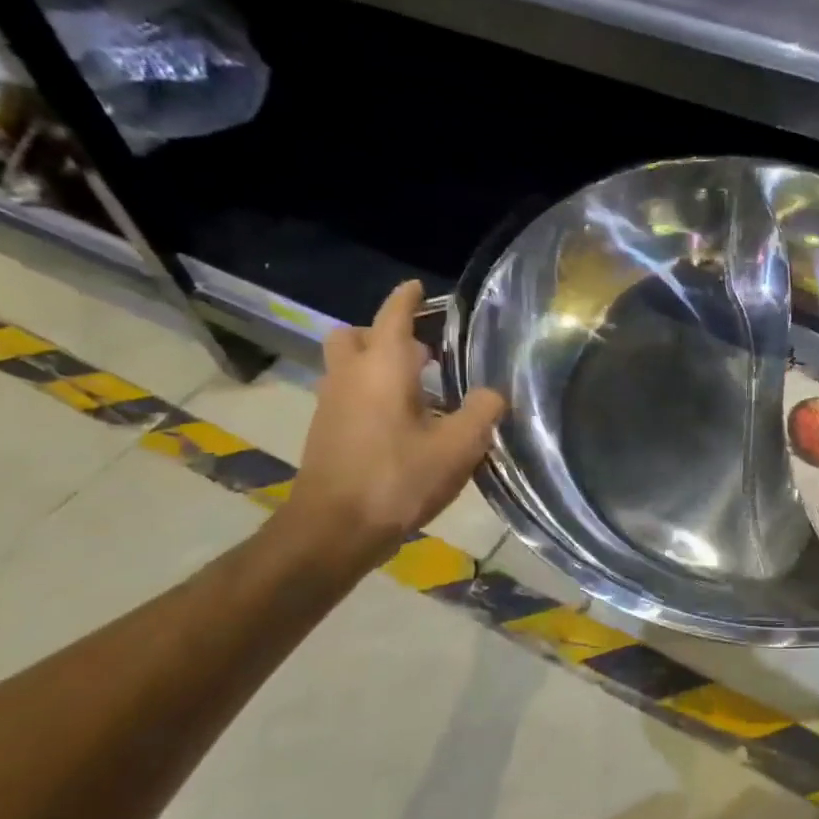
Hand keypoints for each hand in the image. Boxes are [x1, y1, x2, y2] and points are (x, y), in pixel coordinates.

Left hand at [278, 280, 506, 571]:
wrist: (332, 531)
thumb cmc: (398, 479)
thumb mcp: (458, 446)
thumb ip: (482, 411)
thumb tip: (492, 392)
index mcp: (383, 367)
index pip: (393, 316)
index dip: (408, 298)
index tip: (419, 287)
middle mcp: (350, 376)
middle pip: (355, 336)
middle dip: (383, 333)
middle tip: (421, 350)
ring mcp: (332, 404)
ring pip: (349, 367)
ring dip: (378, 365)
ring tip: (420, 388)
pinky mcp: (326, 432)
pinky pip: (348, 394)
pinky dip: (371, 393)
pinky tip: (403, 423)